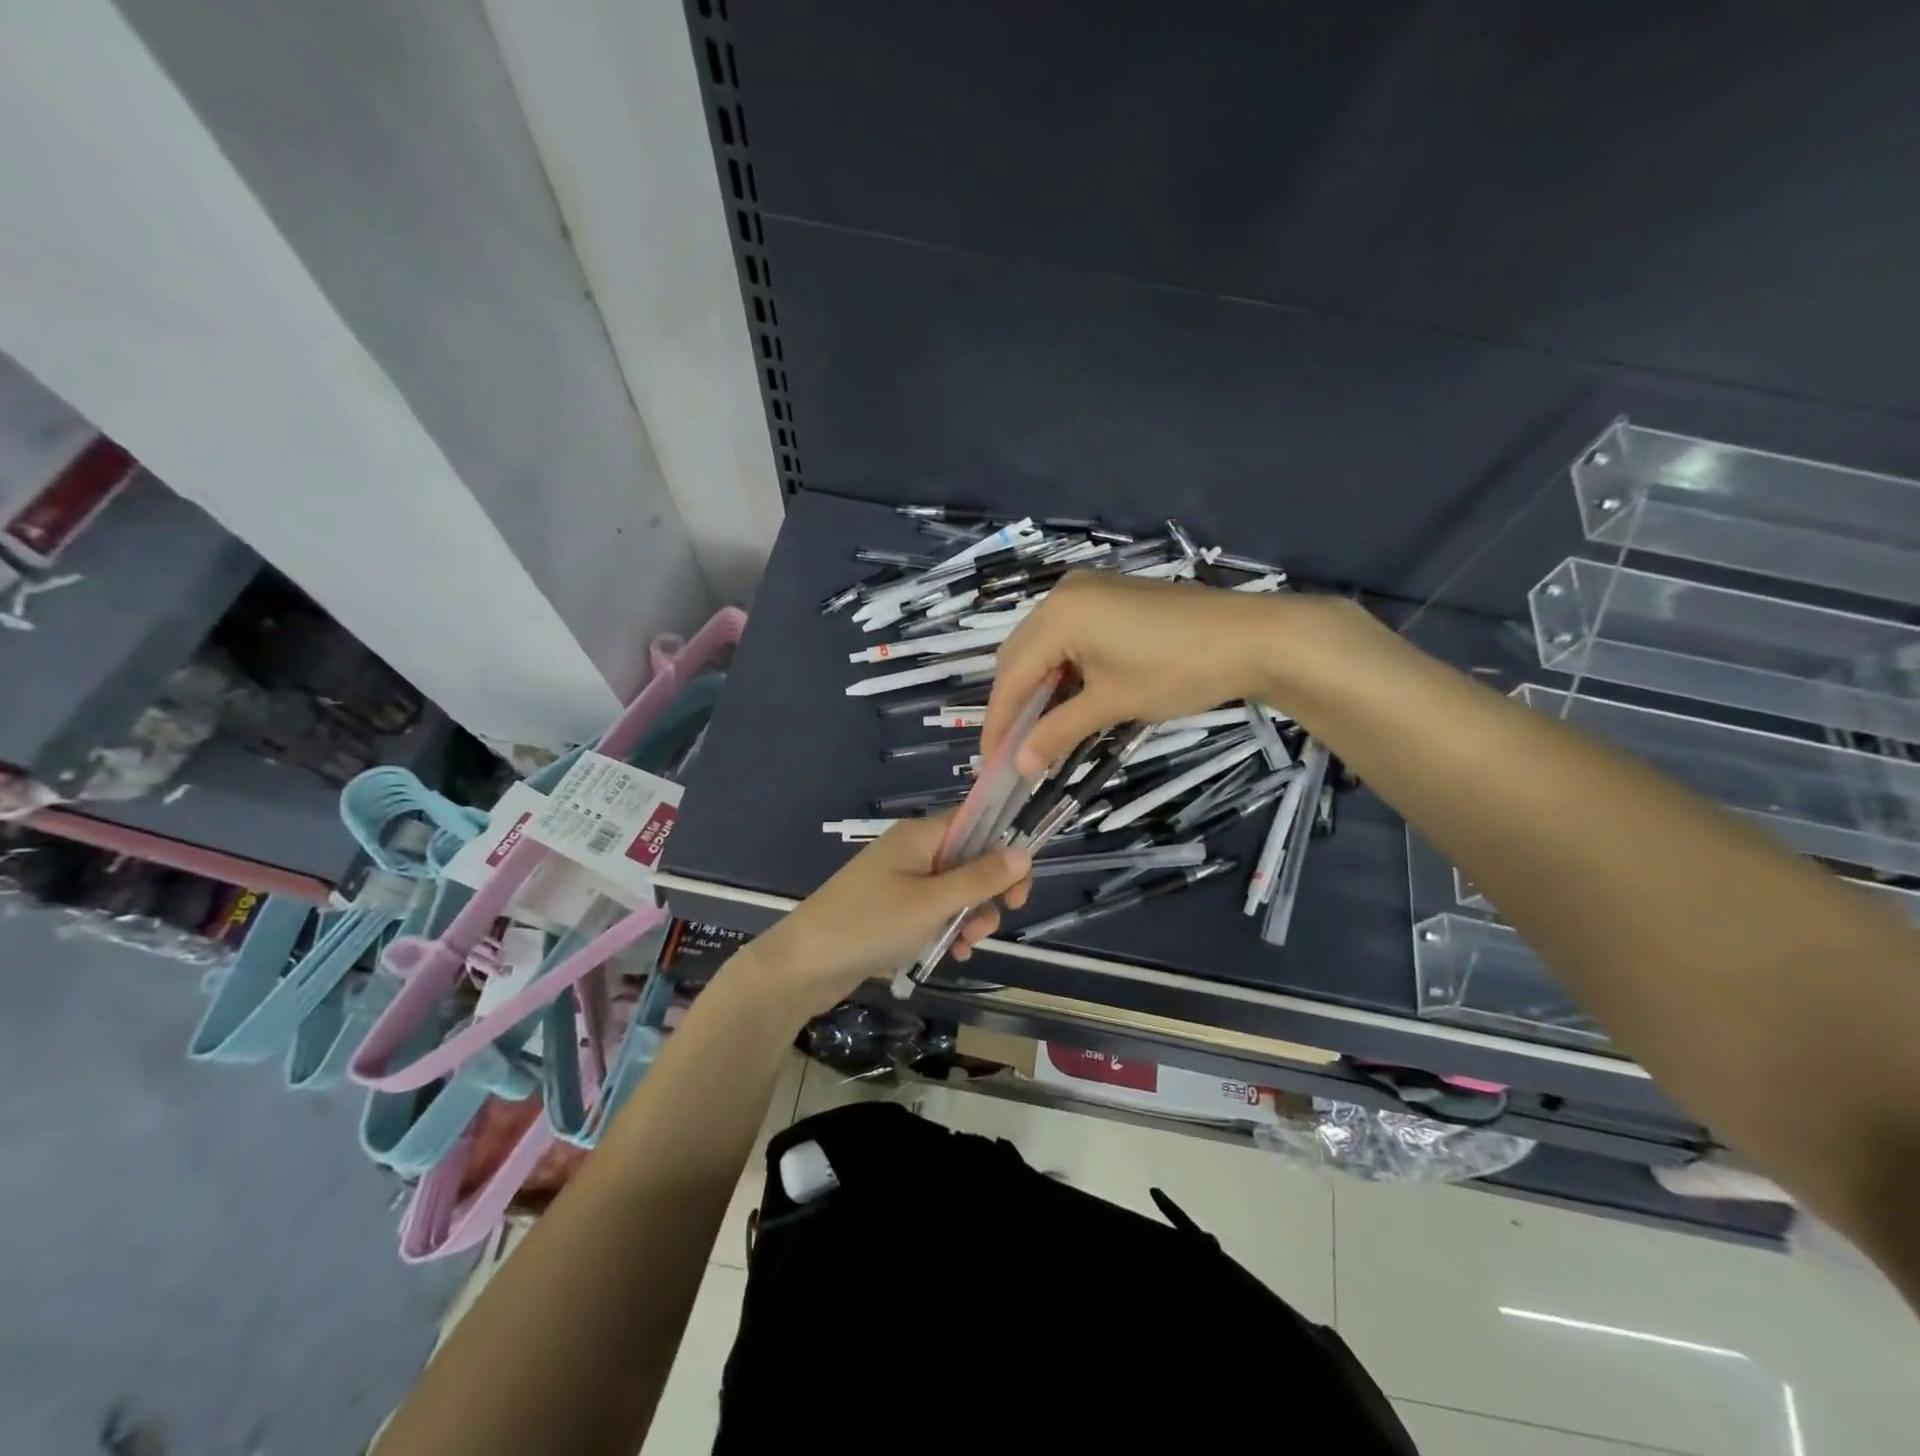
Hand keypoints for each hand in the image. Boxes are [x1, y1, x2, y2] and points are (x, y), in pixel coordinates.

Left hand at [741, 814, 1031, 1018]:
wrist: (804, 965)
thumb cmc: (870, 924)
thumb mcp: (931, 902)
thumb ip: (979, 878)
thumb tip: (1023, 853)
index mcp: (920, 836)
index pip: (976, 821)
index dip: (1004, 846)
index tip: (1020, 884)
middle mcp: (912, 851)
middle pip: (969, 859)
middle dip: (987, 892)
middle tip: (993, 921)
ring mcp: (901, 881)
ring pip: (954, 890)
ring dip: (969, 916)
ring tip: (966, 946)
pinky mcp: (892, 910)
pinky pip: (933, 911)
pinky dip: (947, 929)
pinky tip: (953, 954)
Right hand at [984, 571, 1289, 773]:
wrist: (1254, 638)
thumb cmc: (1177, 670)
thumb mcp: (1112, 703)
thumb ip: (1058, 732)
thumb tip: (1019, 766)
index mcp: (1058, 614)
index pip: (1012, 675)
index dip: (999, 722)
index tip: (991, 762)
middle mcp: (1063, 595)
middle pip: (1020, 656)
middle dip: (1015, 704)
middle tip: (1014, 749)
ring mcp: (1089, 591)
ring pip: (1043, 646)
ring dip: (1039, 688)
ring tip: (1039, 731)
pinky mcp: (1111, 598)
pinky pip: (1069, 636)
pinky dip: (1062, 670)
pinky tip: (1068, 699)